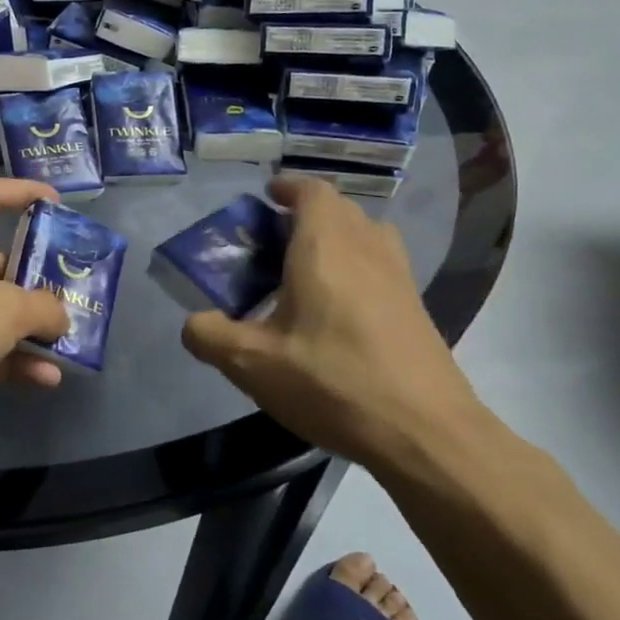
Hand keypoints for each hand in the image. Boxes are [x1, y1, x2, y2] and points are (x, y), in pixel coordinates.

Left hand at [0, 179, 71, 453]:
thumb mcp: (4, 308)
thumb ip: (42, 307)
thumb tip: (60, 316)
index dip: (22, 193)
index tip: (57, 203)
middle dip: (34, 280)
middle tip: (72, 294)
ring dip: (26, 328)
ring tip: (67, 343)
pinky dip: (7, 359)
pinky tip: (43, 379)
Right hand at [180, 177, 495, 470]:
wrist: (426, 433)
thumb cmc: (333, 383)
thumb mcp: (252, 364)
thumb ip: (210, 336)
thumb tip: (193, 323)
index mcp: (325, 247)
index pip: (312, 191)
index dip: (288, 187)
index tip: (265, 198)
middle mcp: (366, 249)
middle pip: (339, 209)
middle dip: (305, 214)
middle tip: (272, 244)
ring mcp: (399, 277)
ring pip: (365, 235)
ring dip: (336, 238)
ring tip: (305, 272)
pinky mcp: (416, 307)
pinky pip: (382, 264)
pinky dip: (357, 267)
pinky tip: (336, 312)